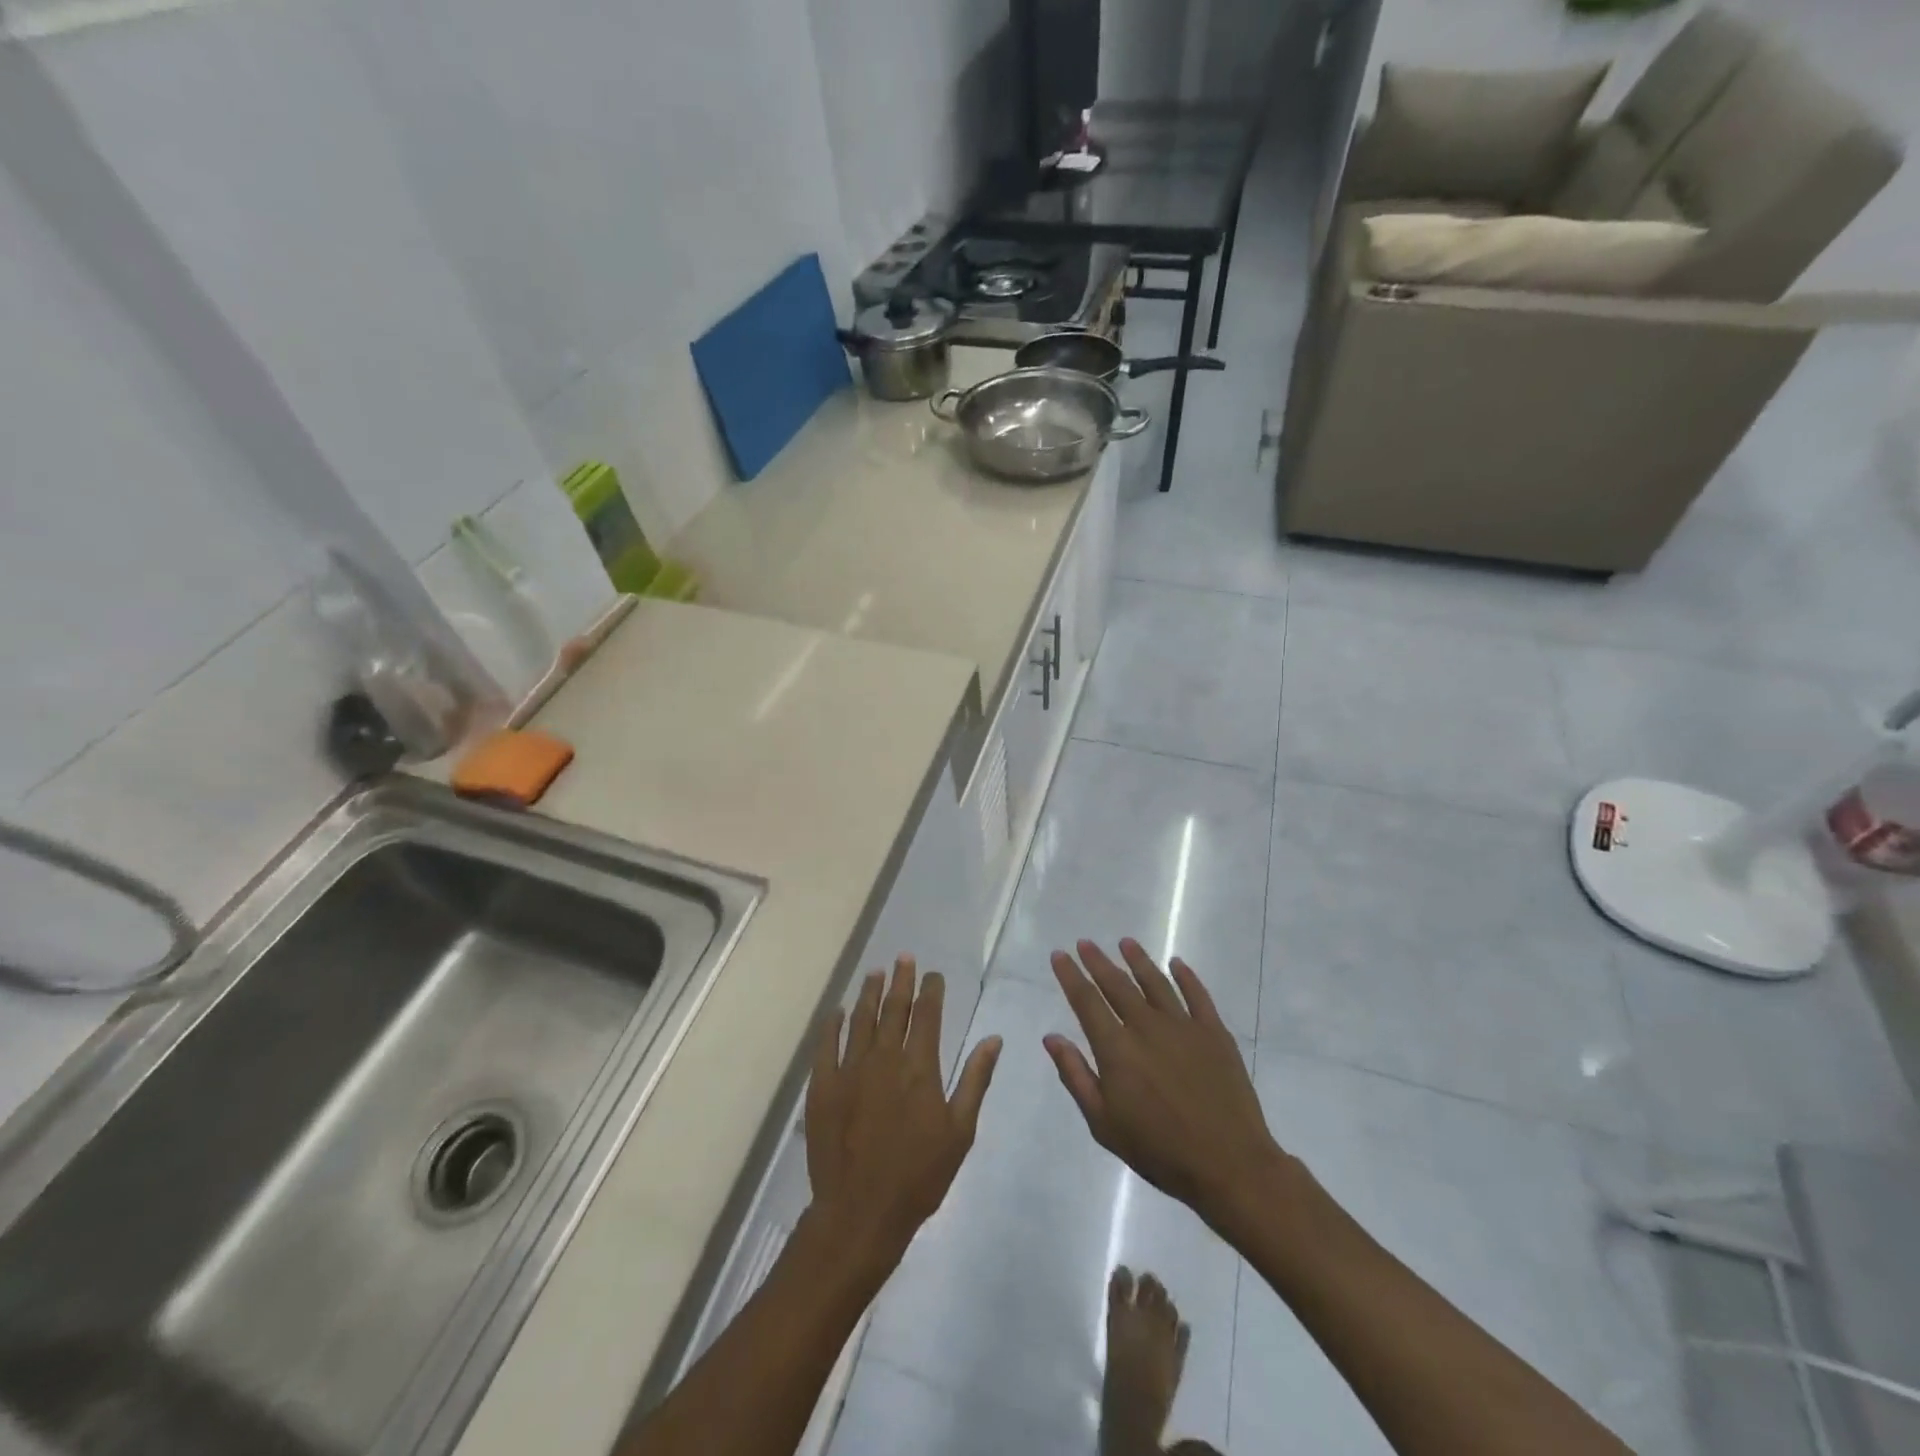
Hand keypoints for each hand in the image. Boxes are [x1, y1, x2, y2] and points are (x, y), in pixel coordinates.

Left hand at [804, 957, 1001, 1276]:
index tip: (933, 974)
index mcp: (919, 1067)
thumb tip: (994, 1038)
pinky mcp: (823, 1086)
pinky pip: (827, 1045)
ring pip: (860, 1019)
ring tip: (876, 973)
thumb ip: (975, 1080)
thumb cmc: (919, 1175)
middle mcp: (884, 1058)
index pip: (926, 1014)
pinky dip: (832, 1024)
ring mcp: (849, 1070)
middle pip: (893, 1008)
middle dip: (901, 980)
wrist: (860, 1213)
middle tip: (904, 958)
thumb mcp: (960, 1131)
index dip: (931, 990)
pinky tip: (837, 1012)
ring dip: (869, 993)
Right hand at [1045, 940, 1286, 1228]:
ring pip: (1155, 982)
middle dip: (1098, 961)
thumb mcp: (1104, 1123)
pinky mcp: (1215, 1033)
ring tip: (1125, 943)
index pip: (1086, 1001)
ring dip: (1138, 960)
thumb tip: (1052, 1037)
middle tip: (1085, 943)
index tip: (1060, 955)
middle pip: (1117, 985)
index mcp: (1116, 1048)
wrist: (1228, 1165)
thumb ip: (1076, 1076)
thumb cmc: (1159, 1150)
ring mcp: (1183, 1026)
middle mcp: (1147, 1027)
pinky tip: (1177, 963)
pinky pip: (1197, 995)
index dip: (1071, 976)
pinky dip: (1186, 976)